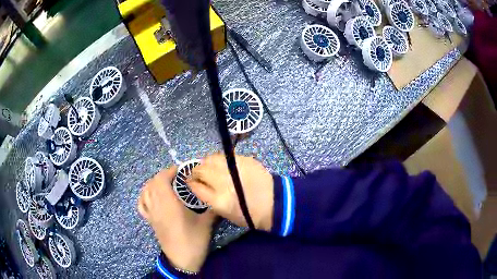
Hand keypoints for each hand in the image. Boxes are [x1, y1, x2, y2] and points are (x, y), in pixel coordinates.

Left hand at [138, 166, 215, 271]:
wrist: (182, 259)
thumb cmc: (194, 240)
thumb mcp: (206, 223)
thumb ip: (212, 208)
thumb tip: (218, 196)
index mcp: (169, 204)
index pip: (162, 179)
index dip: (169, 170)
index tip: (181, 170)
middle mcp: (157, 205)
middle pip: (153, 182)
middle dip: (163, 175)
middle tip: (176, 176)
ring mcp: (152, 213)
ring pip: (146, 191)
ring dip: (154, 183)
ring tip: (165, 183)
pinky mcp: (150, 221)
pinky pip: (142, 204)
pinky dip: (144, 195)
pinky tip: (151, 195)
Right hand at [187, 153, 273, 230]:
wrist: (274, 203)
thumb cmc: (249, 214)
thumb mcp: (225, 213)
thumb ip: (208, 197)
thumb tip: (197, 184)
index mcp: (219, 200)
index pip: (195, 185)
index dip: (190, 181)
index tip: (189, 180)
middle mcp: (224, 182)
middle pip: (201, 169)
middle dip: (195, 171)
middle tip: (197, 173)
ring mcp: (235, 168)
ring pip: (211, 159)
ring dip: (206, 162)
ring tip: (208, 167)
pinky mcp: (245, 160)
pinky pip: (225, 156)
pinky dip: (219, 159)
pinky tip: (222, 164)